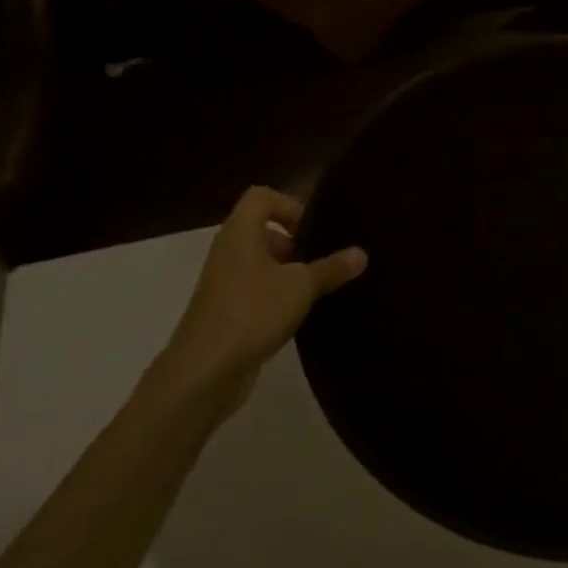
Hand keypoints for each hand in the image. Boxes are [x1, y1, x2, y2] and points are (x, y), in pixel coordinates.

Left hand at [153, 186, 366, 403]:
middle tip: (325, 259)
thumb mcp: (302, 287)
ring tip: (320, 288)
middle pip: (263, 229)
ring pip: (262, 262)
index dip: (290, 205)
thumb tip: (361, 253)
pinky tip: (302, 313)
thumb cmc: (253, 313)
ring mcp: (225, 283)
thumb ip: (332, 268)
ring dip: (291, 271)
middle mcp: (229, 252)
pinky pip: (258, 289)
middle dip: (297, 242)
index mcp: (240, 234)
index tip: (315, 231)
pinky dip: (280, 295)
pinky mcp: (228, 311)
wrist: (205, 371)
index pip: (262, 197)